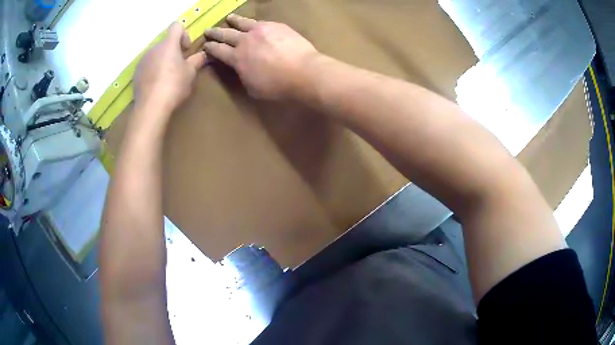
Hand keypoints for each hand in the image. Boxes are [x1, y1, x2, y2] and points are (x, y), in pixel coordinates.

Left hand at [134, 22, 206, 115]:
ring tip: (167, 78)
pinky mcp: (136, 73)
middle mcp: (153, 48)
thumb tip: (203, 54)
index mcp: (168, 44)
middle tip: (179, 67)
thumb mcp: (191, 73)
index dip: (184, 34)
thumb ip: (197, 60)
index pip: (176, 26)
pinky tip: (157, 85)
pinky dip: (153, 71)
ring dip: (163, 61)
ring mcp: (143, 61)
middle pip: (166, 43)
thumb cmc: (174, 85)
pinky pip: (147, 66)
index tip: (185, 49)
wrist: (151, 107)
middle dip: (173, 51)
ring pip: (156, 55)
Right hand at [204, 14, 319, 99]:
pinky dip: (252, 21)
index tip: (205, 46)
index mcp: (237, 58)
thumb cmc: (277, 85)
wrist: (303, 71)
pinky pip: (260, 21)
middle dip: (215, 33)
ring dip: (233, 21)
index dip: (210, 48)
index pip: (218, 51)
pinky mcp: (275, 25)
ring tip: (228, 18)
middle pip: (225, 34)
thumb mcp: (253, 88)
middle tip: (208, 30)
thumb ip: (243, 75)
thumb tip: (242, 68)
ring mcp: (260, 30)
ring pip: (242, 23)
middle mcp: (244, 41)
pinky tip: (252, 21)